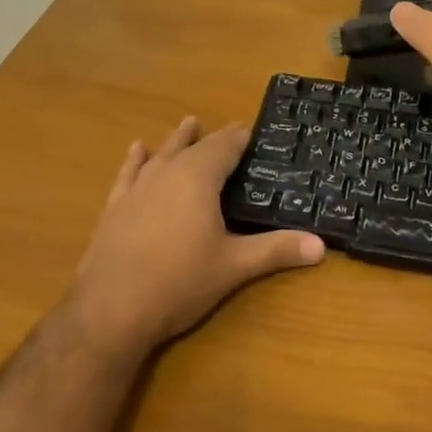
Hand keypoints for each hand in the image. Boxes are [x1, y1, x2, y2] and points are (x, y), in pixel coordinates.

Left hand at [64, 117, 324, 355]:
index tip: (253, 130)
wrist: (110, 309)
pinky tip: (137, 150)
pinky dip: (136, 160)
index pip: (225, 147)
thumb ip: (276, 250)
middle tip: (231, 130)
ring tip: (189, 122)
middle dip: (214, 138)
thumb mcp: (234, 267)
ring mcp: (137, 188)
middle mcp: (167, 173)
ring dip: (177, 140)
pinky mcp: (115, 207)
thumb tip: (321, 245)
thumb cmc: (180, 282)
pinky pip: (129, 173)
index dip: (240, 137)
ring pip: (162, 154)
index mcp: (198, 178)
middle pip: (195, 147)